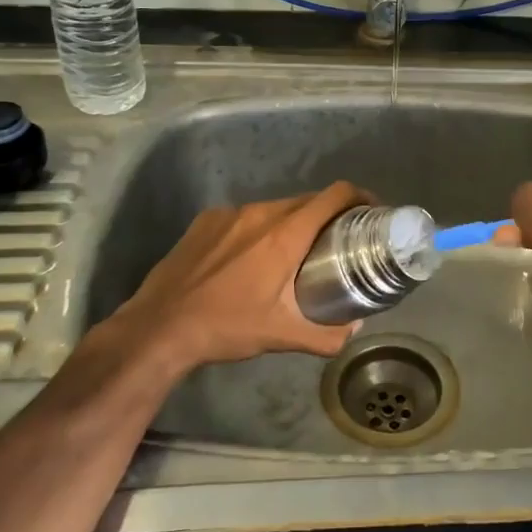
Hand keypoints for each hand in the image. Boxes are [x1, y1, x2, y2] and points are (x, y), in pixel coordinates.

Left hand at [98, 181, 372, 373]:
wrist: (159, 327)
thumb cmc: (226, 327)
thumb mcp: (282, 336)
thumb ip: (326, 335)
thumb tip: (354, 330)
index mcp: (285, 235)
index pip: (333, 196)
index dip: (359, 196)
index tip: (371, 211)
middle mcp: (260, 213)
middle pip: (308, 200)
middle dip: (329, 215)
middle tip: (339, 241)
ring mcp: (230, 214)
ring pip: (276, 207)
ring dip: (293, 222)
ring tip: (296, 252)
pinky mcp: (206, 220)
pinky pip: (246, 216)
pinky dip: (260, 228)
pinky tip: (252, 257)